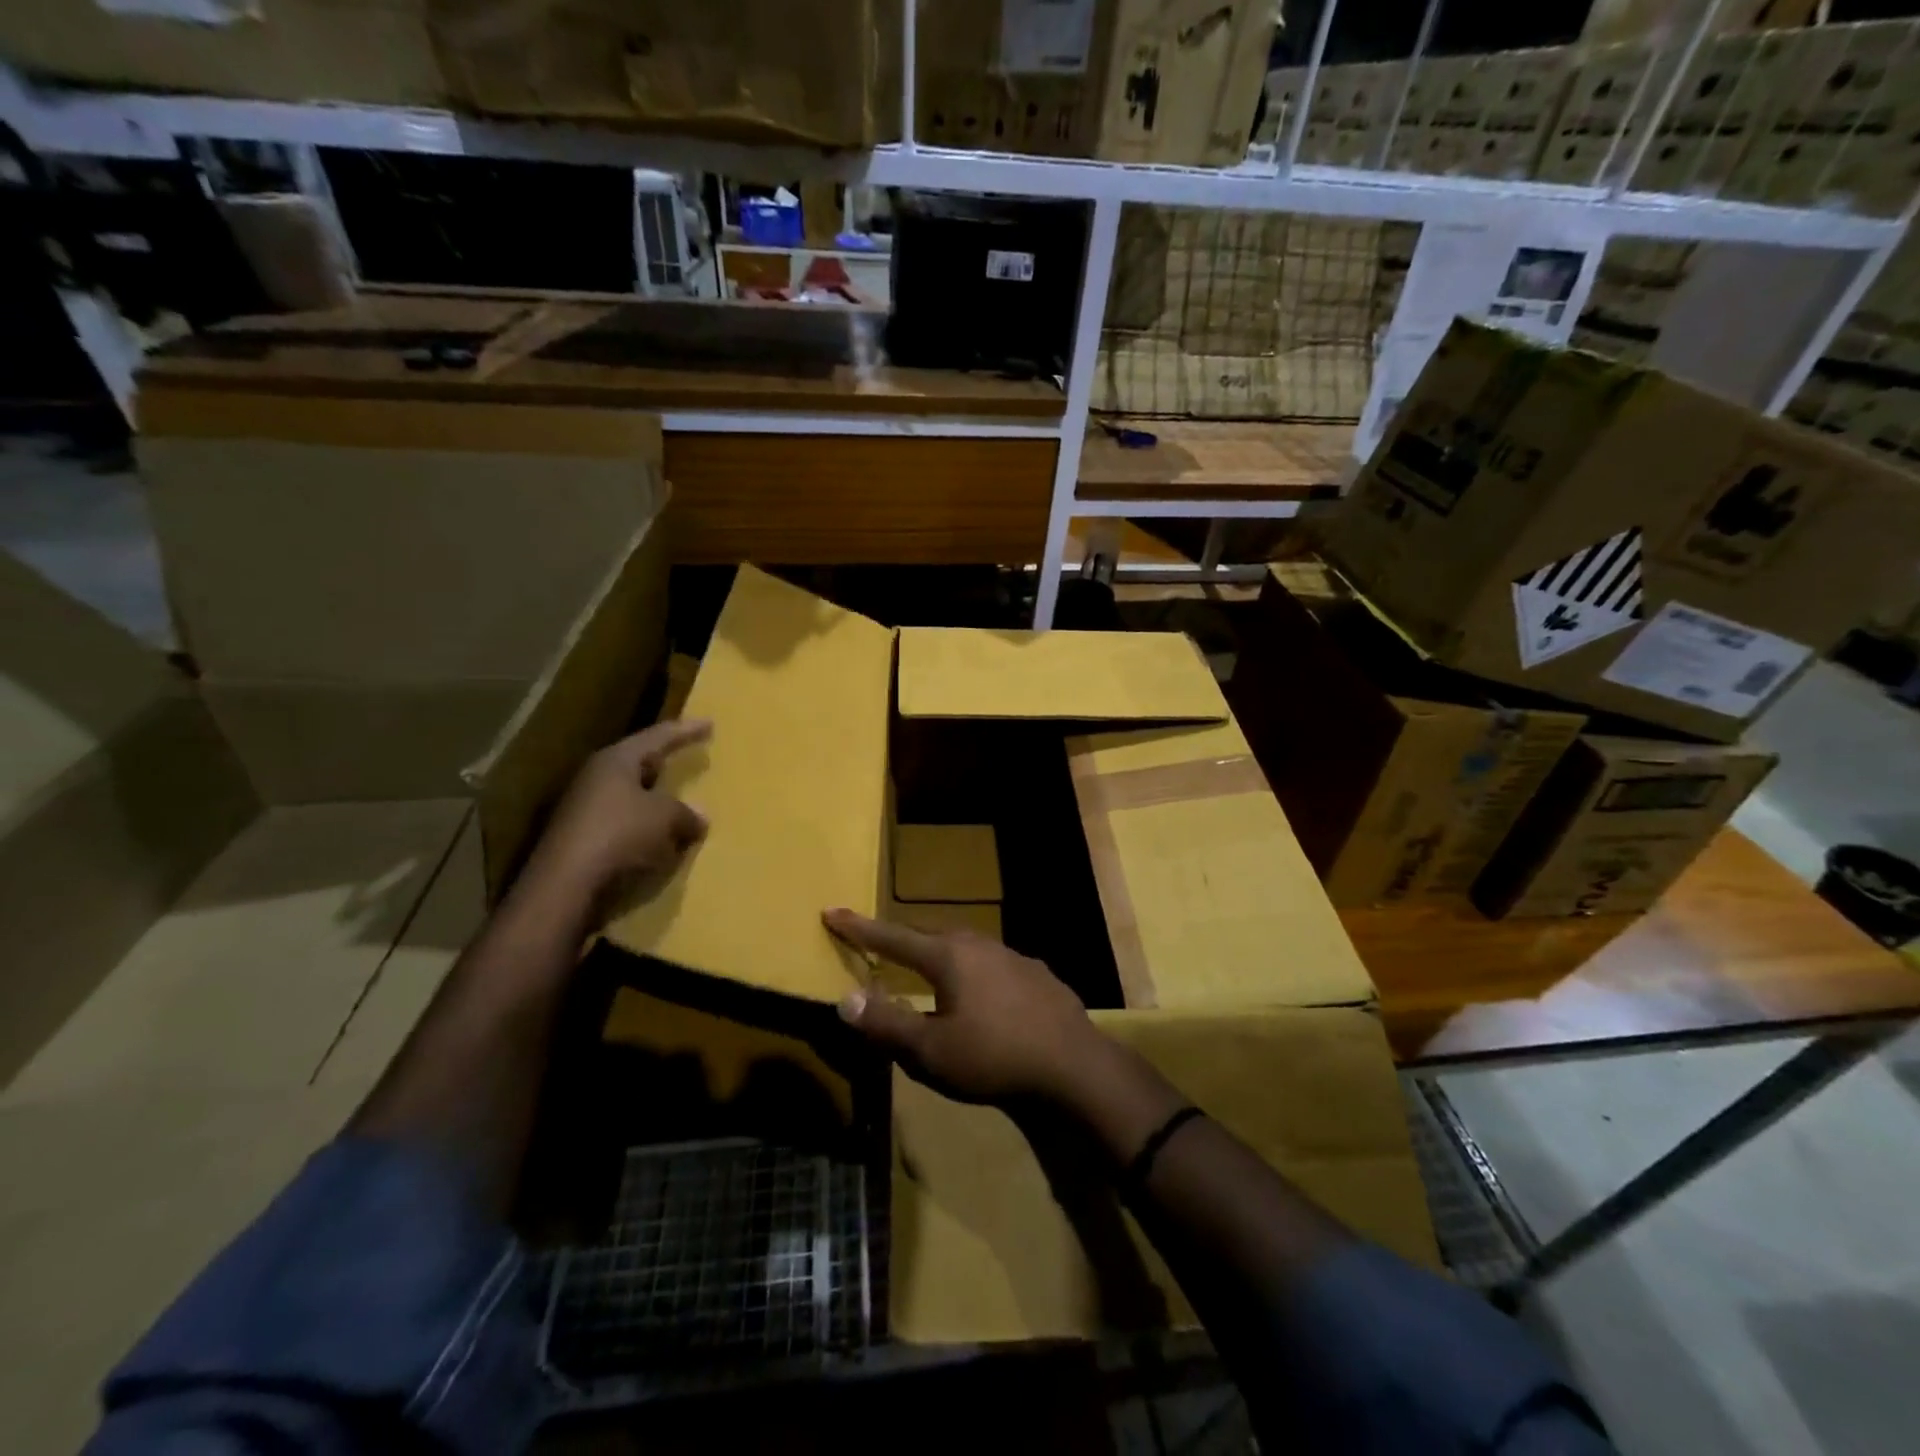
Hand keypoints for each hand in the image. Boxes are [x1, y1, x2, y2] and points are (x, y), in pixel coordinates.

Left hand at [525, 719, 711, 913]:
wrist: (565, 886)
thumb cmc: (620, 836)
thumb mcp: (666, 819)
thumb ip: (687, 813)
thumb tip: (700, 817)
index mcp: (616, 761)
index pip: (658, 737)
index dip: (686, 731)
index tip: (709, 724)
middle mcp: (596, 778)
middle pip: (638, 764)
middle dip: (664, 764)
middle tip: (687, 758)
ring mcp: (584, 809)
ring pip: (630, 797)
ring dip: (655, 802)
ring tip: (679, 805)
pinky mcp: (581, 839)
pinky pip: (623, 825)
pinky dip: (644, 828)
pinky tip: (660, 840)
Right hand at [822, 909, 1108, 1103]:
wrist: (1072, 1065)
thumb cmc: (993, 1057)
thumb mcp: (930, 1051)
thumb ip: (885, 1024)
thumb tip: (843, 999)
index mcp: (948, 956)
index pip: (892, 937)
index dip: (859, 928)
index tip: (832, 911)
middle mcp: (979, 944)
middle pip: (930, 935)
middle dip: (901, 939)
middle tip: (880, 943)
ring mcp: (1013, 955)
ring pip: (965, 946)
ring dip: (940, 952)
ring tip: (929, 965)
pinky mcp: (1037, 974)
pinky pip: (993, 963)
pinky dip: (974, 971)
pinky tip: (982, 991)